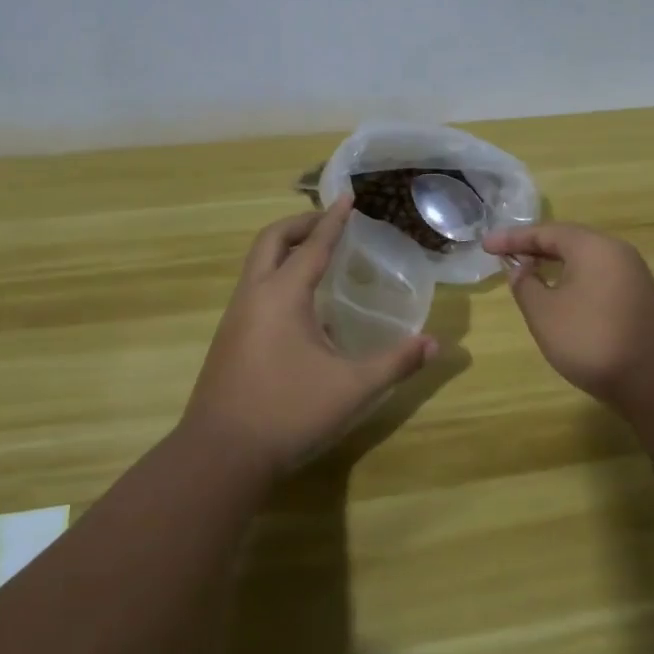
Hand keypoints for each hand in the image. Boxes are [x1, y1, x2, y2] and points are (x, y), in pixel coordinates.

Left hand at [184, 196, 436, 474]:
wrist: (219, 457)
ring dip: (285, 248)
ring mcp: (235, 318)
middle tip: (330, 220)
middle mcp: (253, 296)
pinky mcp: (229, 340)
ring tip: (316, 255)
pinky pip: (254, 288)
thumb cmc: (288, 412)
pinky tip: (300, 305)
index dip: (334, 219)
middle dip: (301, 223)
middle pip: (271, 240)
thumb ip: (395, 363)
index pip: (313, 245)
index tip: (348, 195)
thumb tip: (434, 344)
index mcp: (282, 295)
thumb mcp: (352, 388)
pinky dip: (276, 275)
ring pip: (257, 264)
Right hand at [482, 222, 653, 404]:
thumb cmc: (592, 339)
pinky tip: (562, 298)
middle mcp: (616, 252)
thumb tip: (522, 268)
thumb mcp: (544, 313)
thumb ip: (526, 285)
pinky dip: (573, 279)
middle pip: (569, 241)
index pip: (545, 232)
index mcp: (592, 246)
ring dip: (555, 264)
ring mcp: (633, 275)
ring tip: (529, 274)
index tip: (486, 245)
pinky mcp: (640, 299)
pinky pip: (598, 277)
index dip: (513, 238)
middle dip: (535, 247)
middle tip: (506, 256)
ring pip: (585, 260)